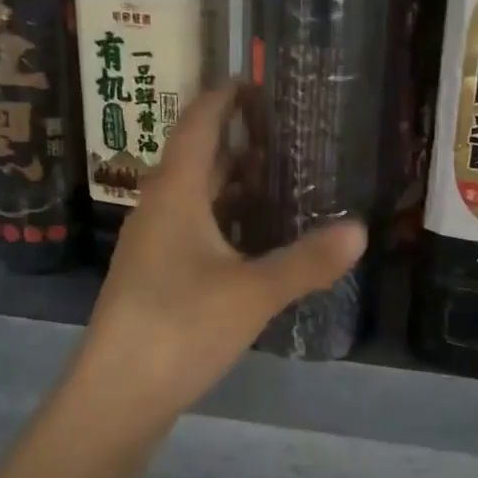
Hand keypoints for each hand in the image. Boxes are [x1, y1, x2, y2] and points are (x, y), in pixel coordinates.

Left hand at [72, 83, 365, 428]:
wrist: (117, 395)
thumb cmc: (180, 327)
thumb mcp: (254, 292)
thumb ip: (307, 261)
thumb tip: (360, 230)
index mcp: (175, 193)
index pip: (198, 123)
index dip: (224, 98)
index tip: (256, 82)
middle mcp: (158, 209)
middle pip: (196, 158)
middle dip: (236, 141)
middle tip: (285, 133)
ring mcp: (152, 245)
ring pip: (195, 198)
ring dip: (231, 184)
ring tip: (279, 180)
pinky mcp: (155, 278)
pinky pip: (194, 230)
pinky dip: (225, 221)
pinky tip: (254, 241)